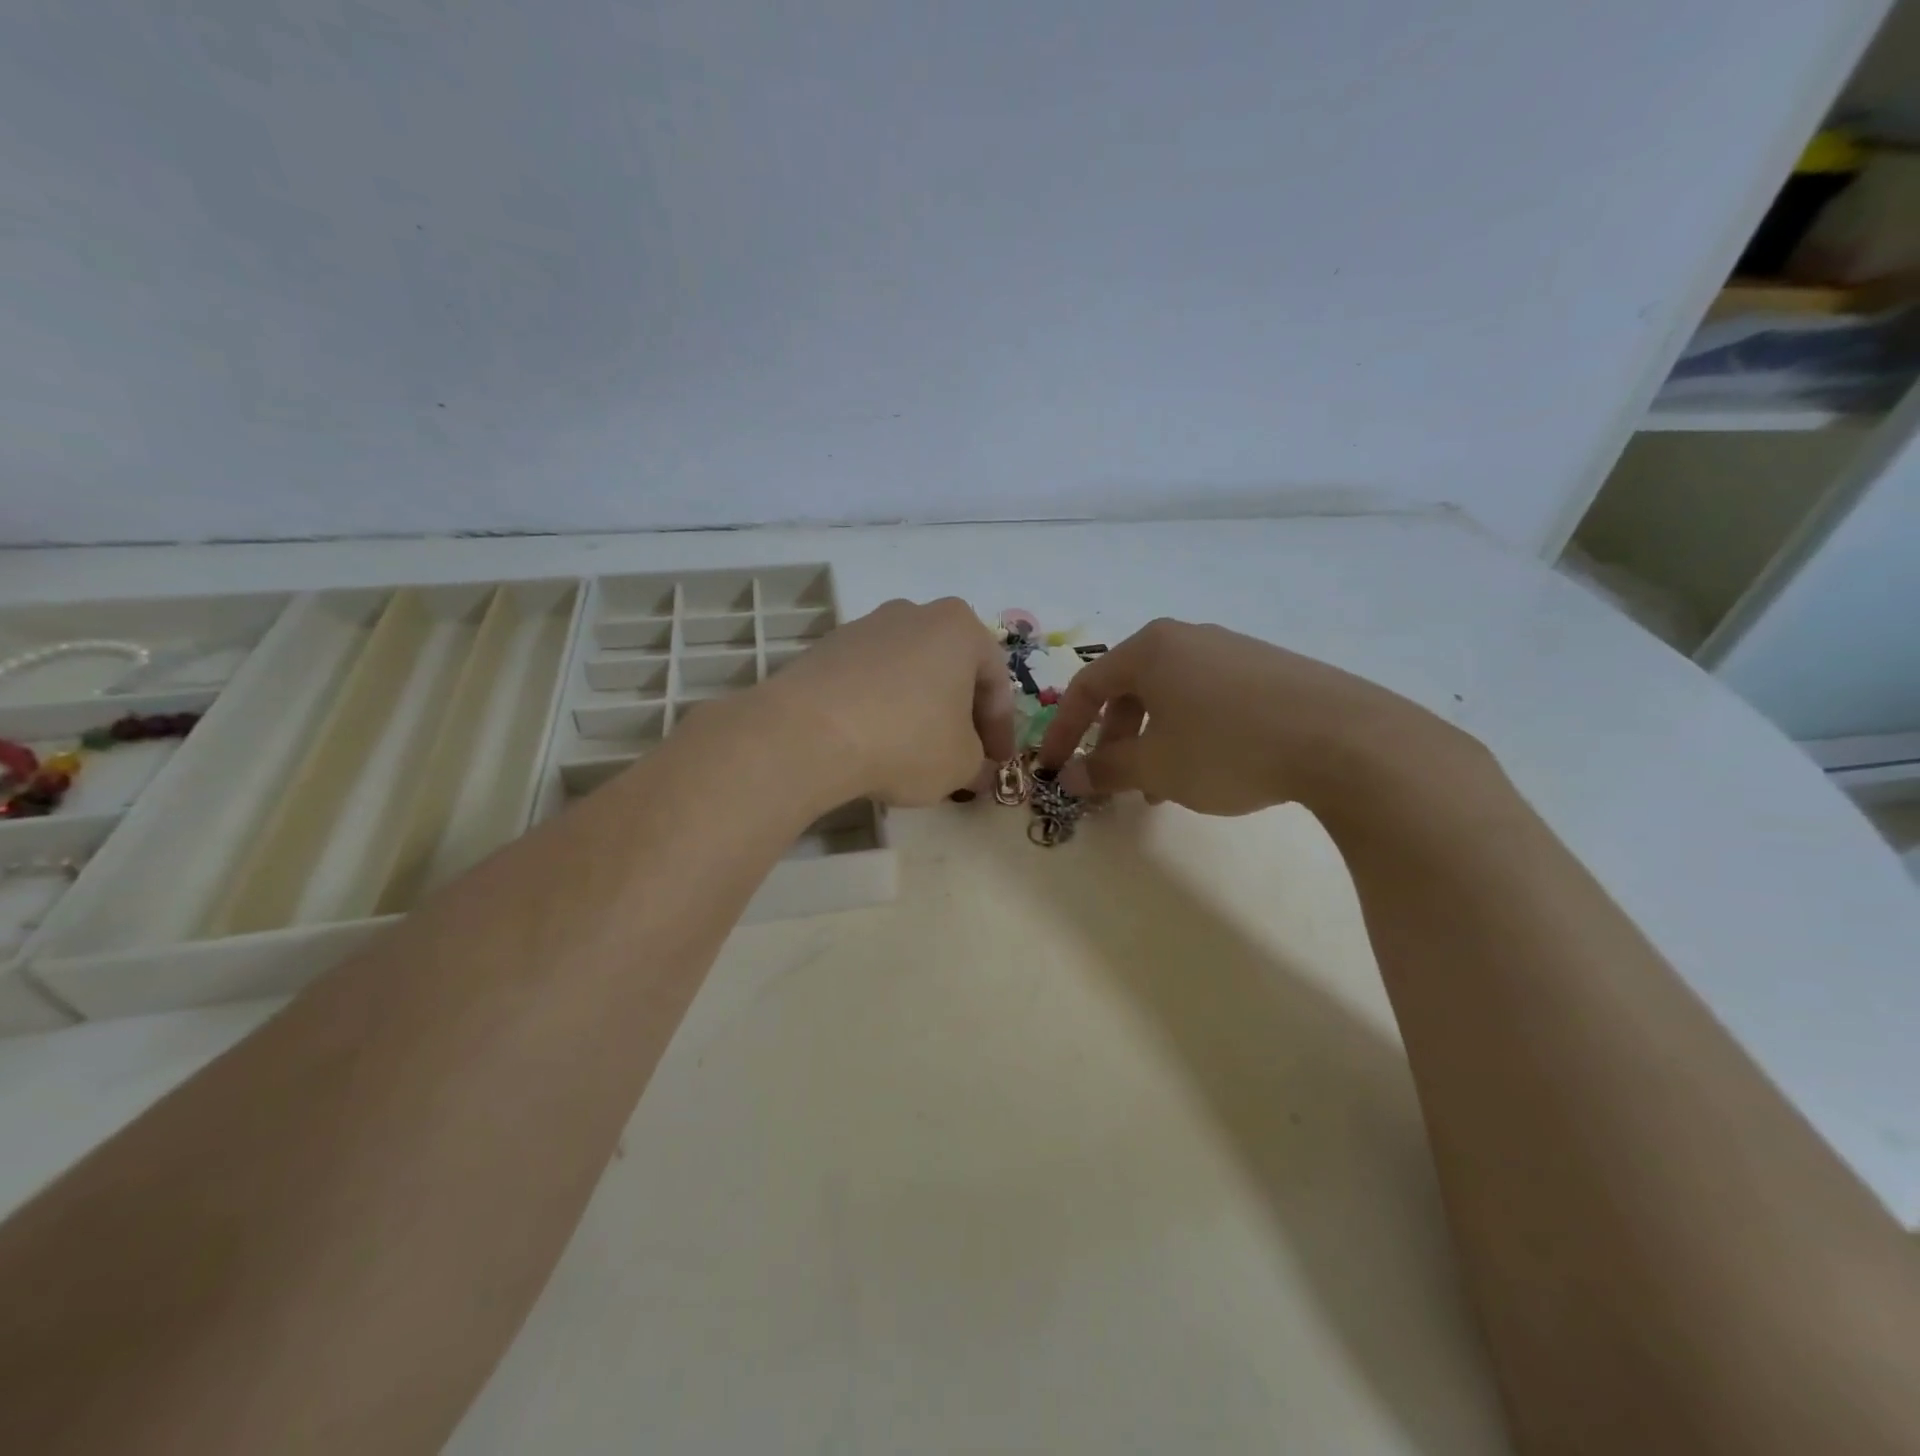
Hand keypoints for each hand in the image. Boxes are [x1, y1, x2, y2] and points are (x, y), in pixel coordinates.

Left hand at [760, 597, 1014, 806]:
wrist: (807, 733)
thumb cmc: (906, 740)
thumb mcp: (961, 764)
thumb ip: (978, 762)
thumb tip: (974, 767)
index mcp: (960, 628)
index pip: (996, 683)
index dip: (1001, 729)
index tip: (998, 763)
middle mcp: (914, 614)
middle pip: (951, 670)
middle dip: (960, 714)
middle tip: (963, 755)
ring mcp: (865, 627)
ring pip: (909, 673)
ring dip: (920, 709)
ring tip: (915, 752)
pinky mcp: (826, 649)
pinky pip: (870, 681)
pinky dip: (881, 708)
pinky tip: (874, 742)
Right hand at [1037, 618, 1459, 815]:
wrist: (1345, 740)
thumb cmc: (1227, 747)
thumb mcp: (1156, 766)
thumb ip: (1104, 769)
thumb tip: (1067, 777)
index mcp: (1151, 649)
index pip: (1087, 686)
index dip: (1063, 731)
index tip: (1052, 768)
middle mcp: (1188, 638)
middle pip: (1130, 688)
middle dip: (1113, 738)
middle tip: (1113, 779)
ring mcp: (1233, 650)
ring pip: (1171, 696)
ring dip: (1153, 740)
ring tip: (1162, 787)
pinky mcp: (1271, 669)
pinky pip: (1210, 698)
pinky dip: (1191, 732)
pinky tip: (1210, 769)